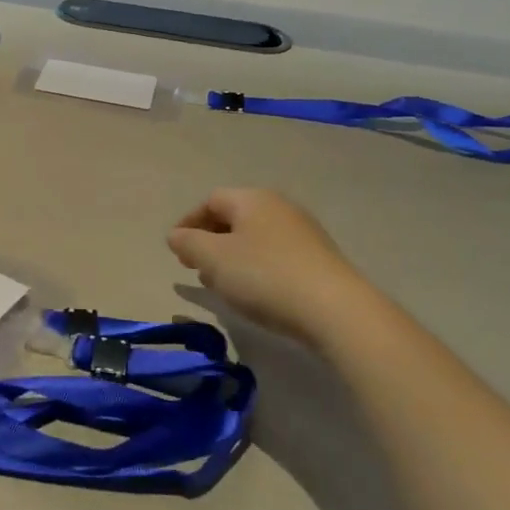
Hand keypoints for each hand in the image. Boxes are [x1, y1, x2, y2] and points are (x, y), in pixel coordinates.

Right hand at [166, 188, 363, 341]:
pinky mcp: (318, 258)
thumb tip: (176, 235)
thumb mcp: (213, 259)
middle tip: (193, 266)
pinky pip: (275, 255)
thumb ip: (188, 243)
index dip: (188, 222)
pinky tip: (253, 291)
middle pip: (235, 217)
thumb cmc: (264, 276)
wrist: (334, 309)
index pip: (211, 200)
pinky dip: (255, 267)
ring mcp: (303, 232)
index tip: (175, 249)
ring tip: (219, 282)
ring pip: (255, 238)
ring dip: (231, 256)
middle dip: (209, 240)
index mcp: (253, 199)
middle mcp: (280, 207)